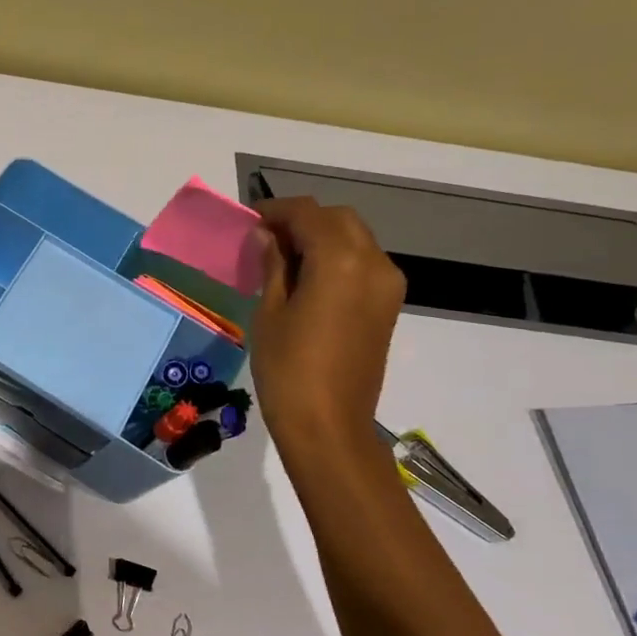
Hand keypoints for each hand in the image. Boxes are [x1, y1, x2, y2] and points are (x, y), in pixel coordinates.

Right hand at [251, 197, 406, 450]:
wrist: (328, 425)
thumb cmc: (287, 368)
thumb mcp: (269, 312)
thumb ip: (273, 265)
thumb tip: (267, 236)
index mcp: (341, 261)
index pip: (308, 214)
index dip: (276, 211)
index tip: (249, 219)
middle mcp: (373, 263)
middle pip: (338, 219)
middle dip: (302, 219)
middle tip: (265, 237)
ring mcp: (386, 285)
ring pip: (355, 238)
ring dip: (321, 236)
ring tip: (283, 257)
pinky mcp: (387, 306)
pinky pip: (363, 263)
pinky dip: (336, 257)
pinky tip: (307, 277)